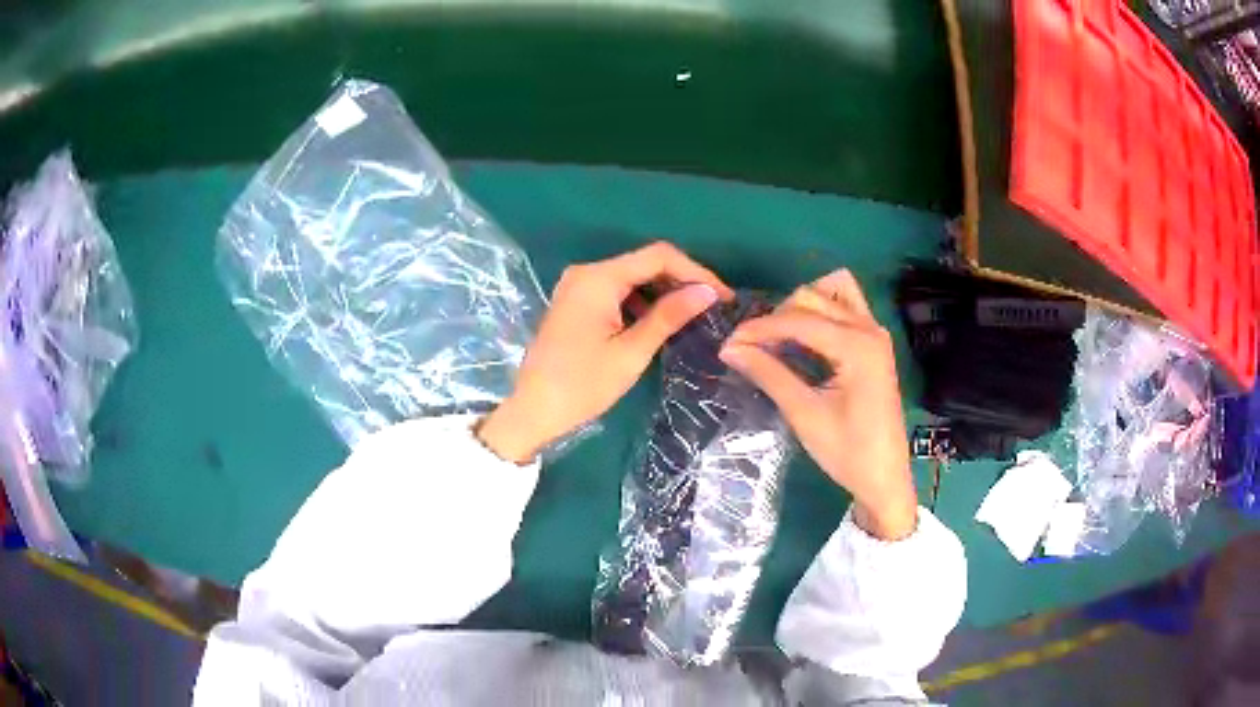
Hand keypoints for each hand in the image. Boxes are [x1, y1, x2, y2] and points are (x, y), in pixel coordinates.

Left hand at [478, 242, 733, 462]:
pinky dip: (641, 301)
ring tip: (693, 314)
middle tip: (713, 306)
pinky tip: (660, 320)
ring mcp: (578, 287)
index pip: (658, 257)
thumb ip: (669, 316)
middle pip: (644, 263)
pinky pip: (616, 291)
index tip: (722, 296)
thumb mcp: (631, 352)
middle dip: (680, 280)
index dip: (695, 271)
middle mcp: (586, 273)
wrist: (533, 411)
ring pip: (631, 276)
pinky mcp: (576, 302)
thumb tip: (707, 292)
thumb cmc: (582, 385)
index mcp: (598, 278)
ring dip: (662, 291)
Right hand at [718, 269, 917, 539]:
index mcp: (857, 346)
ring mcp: (875, 333)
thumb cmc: (847, 453)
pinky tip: (802, 339)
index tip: (728, 345)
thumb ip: (769, 374)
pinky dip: (820, 313)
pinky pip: (845, 307)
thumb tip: (730, 349)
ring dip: (800, 308)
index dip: (759, 329)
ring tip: (777, 339)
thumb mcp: (804, 414)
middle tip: (749, 349)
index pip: (798, 320)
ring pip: (831, 293)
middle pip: (812, 298)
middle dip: (776, 317)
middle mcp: (869, 329)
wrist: (884, 478)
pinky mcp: (874, 343)